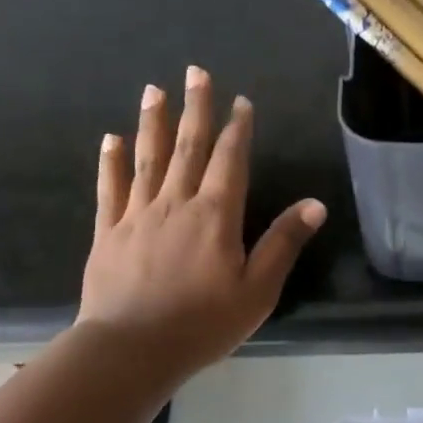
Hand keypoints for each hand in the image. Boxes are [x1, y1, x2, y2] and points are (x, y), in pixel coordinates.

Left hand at [77, 66, 325, 379]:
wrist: (130, 350)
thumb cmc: (202, 323)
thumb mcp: (257, 290)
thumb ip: (283, 243)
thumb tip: (315, 204)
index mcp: (216, 215)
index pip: (230, 160)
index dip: (237, 129)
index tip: (240, 101)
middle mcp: (176, 203)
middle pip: (188, 147)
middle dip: (195, 108)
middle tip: (195, 72)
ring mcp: (137, 215)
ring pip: (147, 159)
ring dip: (153, 122)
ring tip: (154, 90)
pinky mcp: (107, 232)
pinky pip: (109, 188)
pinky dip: (110, 162)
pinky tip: (110, 139)